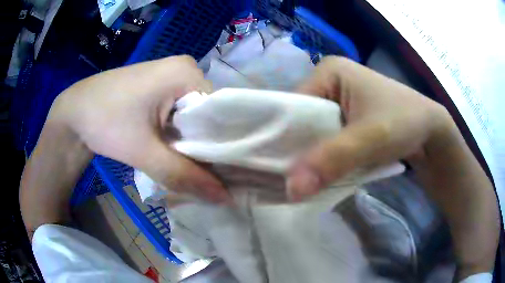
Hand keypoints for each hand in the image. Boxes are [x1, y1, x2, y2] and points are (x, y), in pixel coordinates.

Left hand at [49, 55, 228, 202]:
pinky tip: (174, 150)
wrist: (75, 110)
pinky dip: (178, 133)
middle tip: (203, 174)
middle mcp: (185, 68)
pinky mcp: (160, 85)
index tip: (221, 173)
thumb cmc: (105, 121)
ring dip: (190, 142)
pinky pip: (180, 112)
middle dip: (203, 145)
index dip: (220, 146)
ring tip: (188, 165)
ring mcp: (172, 75)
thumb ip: (184, 176)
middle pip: (207, 114)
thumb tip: (225, 199)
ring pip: (193, 116)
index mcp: (187, 73)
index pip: (220, 113)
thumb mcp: (143, 151)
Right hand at [286, 56, 449, 198]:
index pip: (291, 105)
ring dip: (310, 157)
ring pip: (312, 133)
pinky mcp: (347, 117)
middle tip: (286, 179)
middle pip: (300, 120)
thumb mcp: (370, 138)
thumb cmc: (404, 122)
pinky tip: (320, 173)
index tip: (274, 169)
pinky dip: (323, 158)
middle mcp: (329, 82)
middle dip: (296, 150)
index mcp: (328, 72)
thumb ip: (332, 160)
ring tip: (300, 180)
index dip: (281, 137)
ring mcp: (338, 100)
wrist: (431, 132)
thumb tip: (291, 190)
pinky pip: (326, 139)